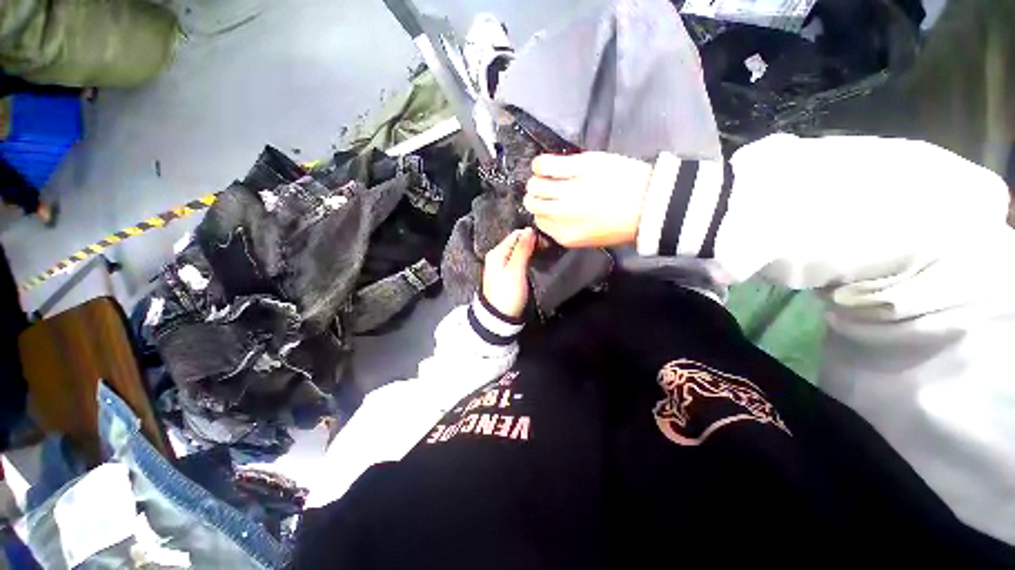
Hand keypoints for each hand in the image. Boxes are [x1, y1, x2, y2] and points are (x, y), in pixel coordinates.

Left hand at [482, 228, 536, 318]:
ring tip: (543, 255)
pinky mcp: (506, 274)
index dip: (531, 236)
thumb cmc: (507, 294)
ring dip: (530, 251)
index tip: (545, 242)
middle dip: (532, 243)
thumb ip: (522, 249)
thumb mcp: (515, 270)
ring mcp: (500, 265)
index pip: (516, 234)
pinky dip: (527, 259)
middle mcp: (497, 255)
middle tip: (546, 249)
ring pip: (518, 251)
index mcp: (497, 252)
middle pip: (517, 242)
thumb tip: (530, 230)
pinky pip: (517, 260)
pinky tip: (534, 263)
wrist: (499, 317)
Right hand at [523, 152, 652, 247]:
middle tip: (546, 190)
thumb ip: (566, 229)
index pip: (538, 221)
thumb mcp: (590, 238)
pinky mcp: (577, 168)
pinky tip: (546, 165)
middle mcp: (561, 215)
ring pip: (535, 185)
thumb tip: (551, 215)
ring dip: (537, 181)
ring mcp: (567, 191)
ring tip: (547, 176)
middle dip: (536, 196)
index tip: (548, 204)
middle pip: (533, 203)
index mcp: (565, 235)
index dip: (542, 211)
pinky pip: (544, 165)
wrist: (652, 205)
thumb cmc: (623, 225)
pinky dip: (541, 164)